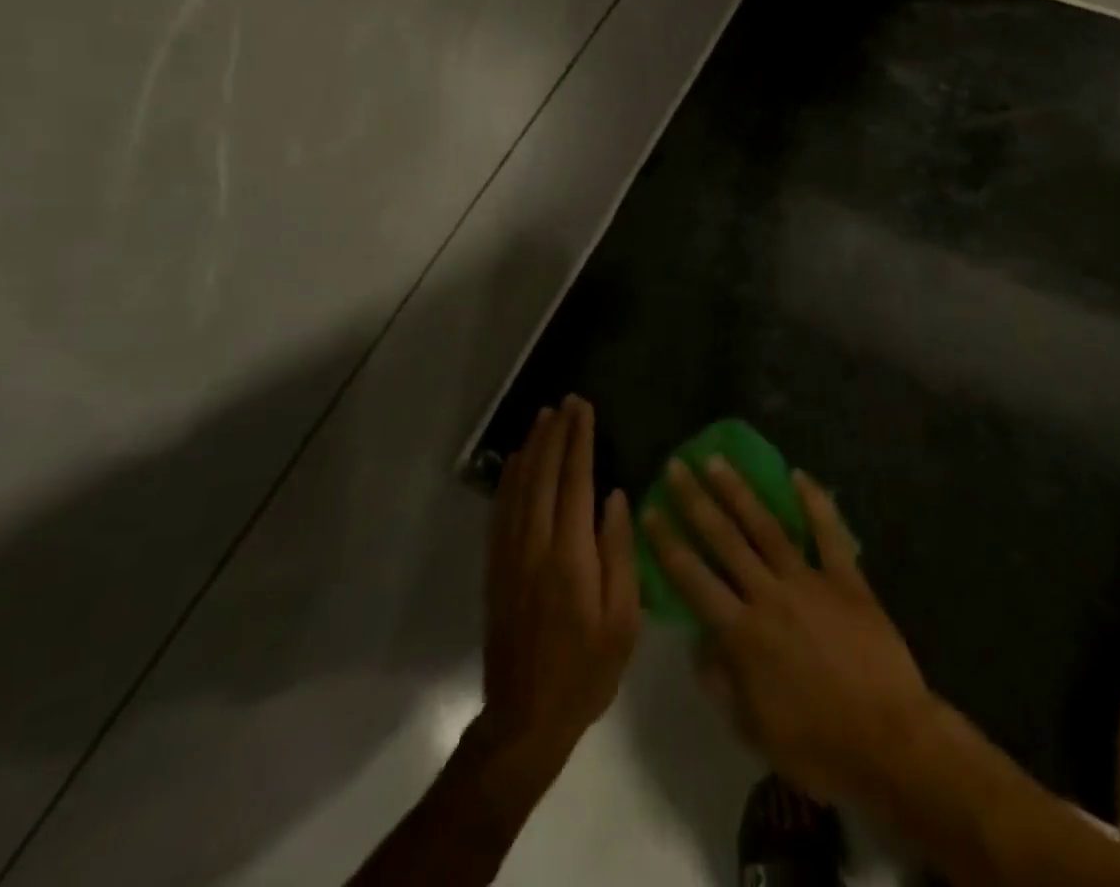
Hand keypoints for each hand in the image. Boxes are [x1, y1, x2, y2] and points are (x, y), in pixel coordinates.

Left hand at [481, 396, 639, 771]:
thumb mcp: (623, 618)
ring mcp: (510, 555)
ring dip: (532, 448)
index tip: (584, 408)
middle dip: (556, 434)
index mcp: (570, 555)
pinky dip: (510, 478)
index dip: (579, 440)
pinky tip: (518, 462)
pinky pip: (501, 510)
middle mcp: (535, 545)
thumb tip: (616, 497)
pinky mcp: (496, 568)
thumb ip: (619, 552)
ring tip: (542, 418)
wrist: (526, 718)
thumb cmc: (587, 669)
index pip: (575, 481)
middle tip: (566, 402)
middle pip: (544, 475)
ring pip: (519, 487)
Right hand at [642, 457, 936, 801]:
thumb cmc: (818, 746)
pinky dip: (815, 502)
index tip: (649, 510)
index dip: (667, 543)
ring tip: (717, 461)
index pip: (693, 579)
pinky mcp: (847, 578)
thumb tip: (696, 642)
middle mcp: (769, 595)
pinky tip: (798, 474)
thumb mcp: (753, 731)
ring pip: (766, 526)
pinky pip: (828, 532)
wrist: (890, 744)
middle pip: (725, 539)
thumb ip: (720, 682)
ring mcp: (810, 581)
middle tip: (677, 466)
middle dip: (696, 500)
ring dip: (739, 491)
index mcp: (742, 634)